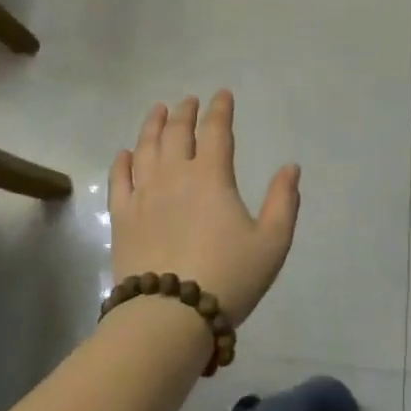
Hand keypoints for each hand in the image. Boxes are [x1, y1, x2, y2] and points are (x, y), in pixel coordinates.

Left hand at [109, 92, 300, 326]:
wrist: (169, 315)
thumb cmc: (228, 276)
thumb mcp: (272, 243)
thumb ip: (284, 202)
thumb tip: (291, 167)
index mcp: (212, 176)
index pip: (216, 131)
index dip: (220, 110)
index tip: (222, 95)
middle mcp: (175, 175)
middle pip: (177, 133)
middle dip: (185, 112)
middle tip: (188, 101)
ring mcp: (144, 194)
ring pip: (146, 148)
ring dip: (153, 125)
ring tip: (158, 111)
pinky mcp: (122, 217)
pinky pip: (120, 180)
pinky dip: (122, 162)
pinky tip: (125, 153)